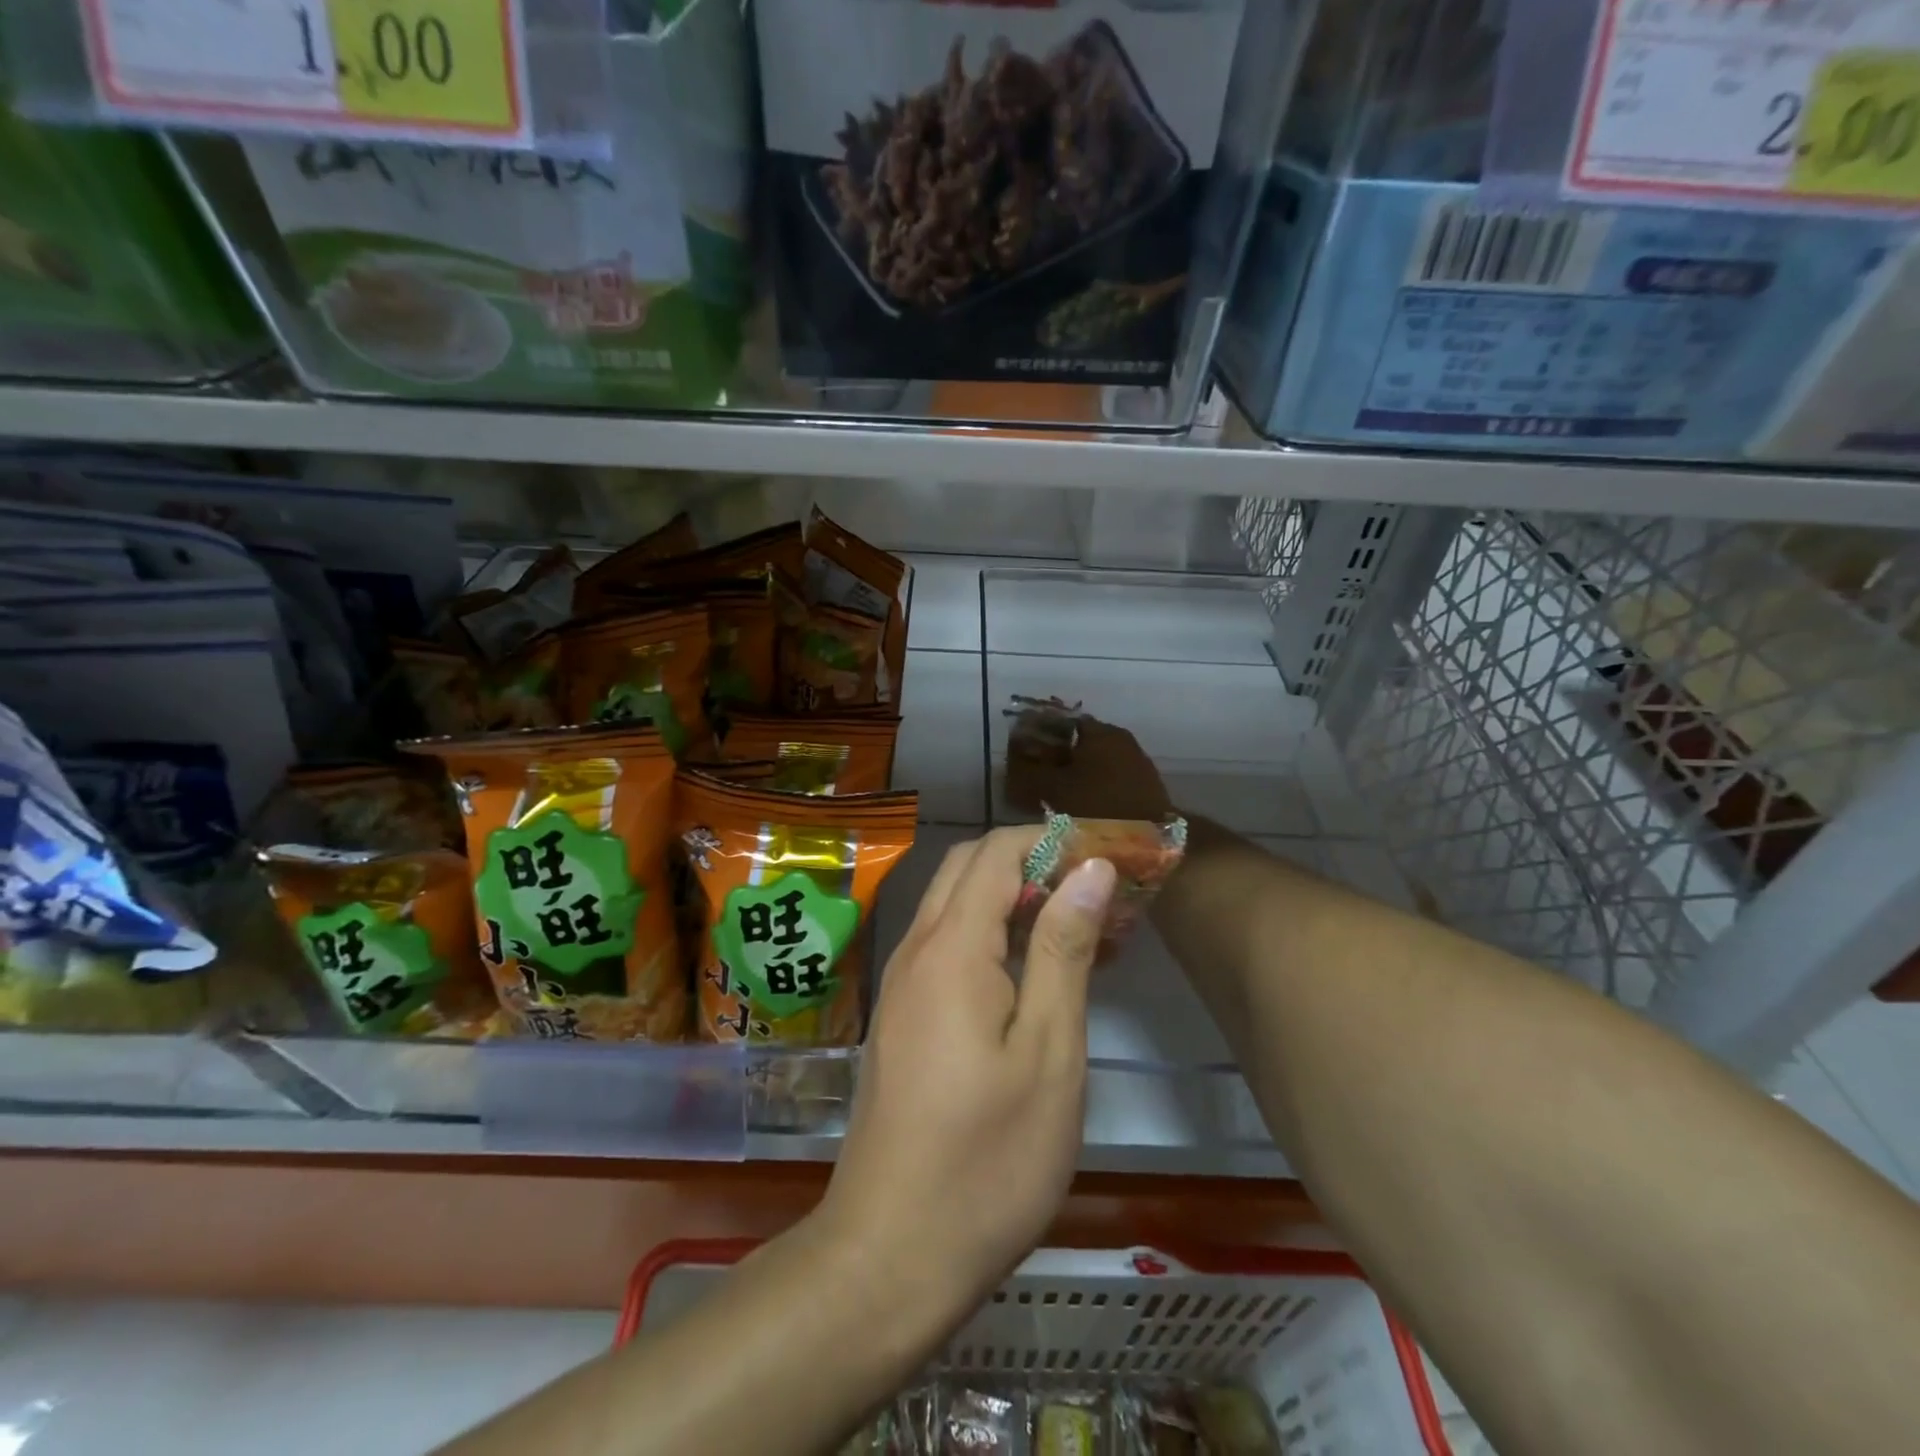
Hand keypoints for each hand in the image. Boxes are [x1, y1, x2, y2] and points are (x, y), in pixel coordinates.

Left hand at [815, 827, 1116, 1323]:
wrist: (890, 1254)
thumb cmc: (987, 1160)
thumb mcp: (1048, 1052)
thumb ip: (1064, 950)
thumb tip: (1090, 869)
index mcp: (950, 948)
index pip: (999, 851)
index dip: (1056, 840)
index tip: (1113, 854)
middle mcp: (916, 950)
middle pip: (971, 866)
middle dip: (1036, 859)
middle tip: (1101, 888)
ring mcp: (902, 984)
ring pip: (957, 904)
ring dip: (1017, 897)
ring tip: (1086, 927)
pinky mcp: (903, 1016)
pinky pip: (948, 945)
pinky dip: (994, 934)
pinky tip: (1040, 972)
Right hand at [1006, 716, 1173, 822]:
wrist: (1151, 842)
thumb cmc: (1097, 808)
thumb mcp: (1052, 789)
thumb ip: (1029, 772)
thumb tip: (1010, 762)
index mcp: (1099, 731)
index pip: (1061, 722)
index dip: (1038, 736)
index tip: (1021, 754)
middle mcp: (1120, 739)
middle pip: (1078, 742)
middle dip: (1055, 757)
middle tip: (1033, 777)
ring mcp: (1135, 762)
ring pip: (1093, 762)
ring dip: (1074, 774)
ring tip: (1051, 795)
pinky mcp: (1143, 786)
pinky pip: (1108, 779)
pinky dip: (1091, 788)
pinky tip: (1077, 806)